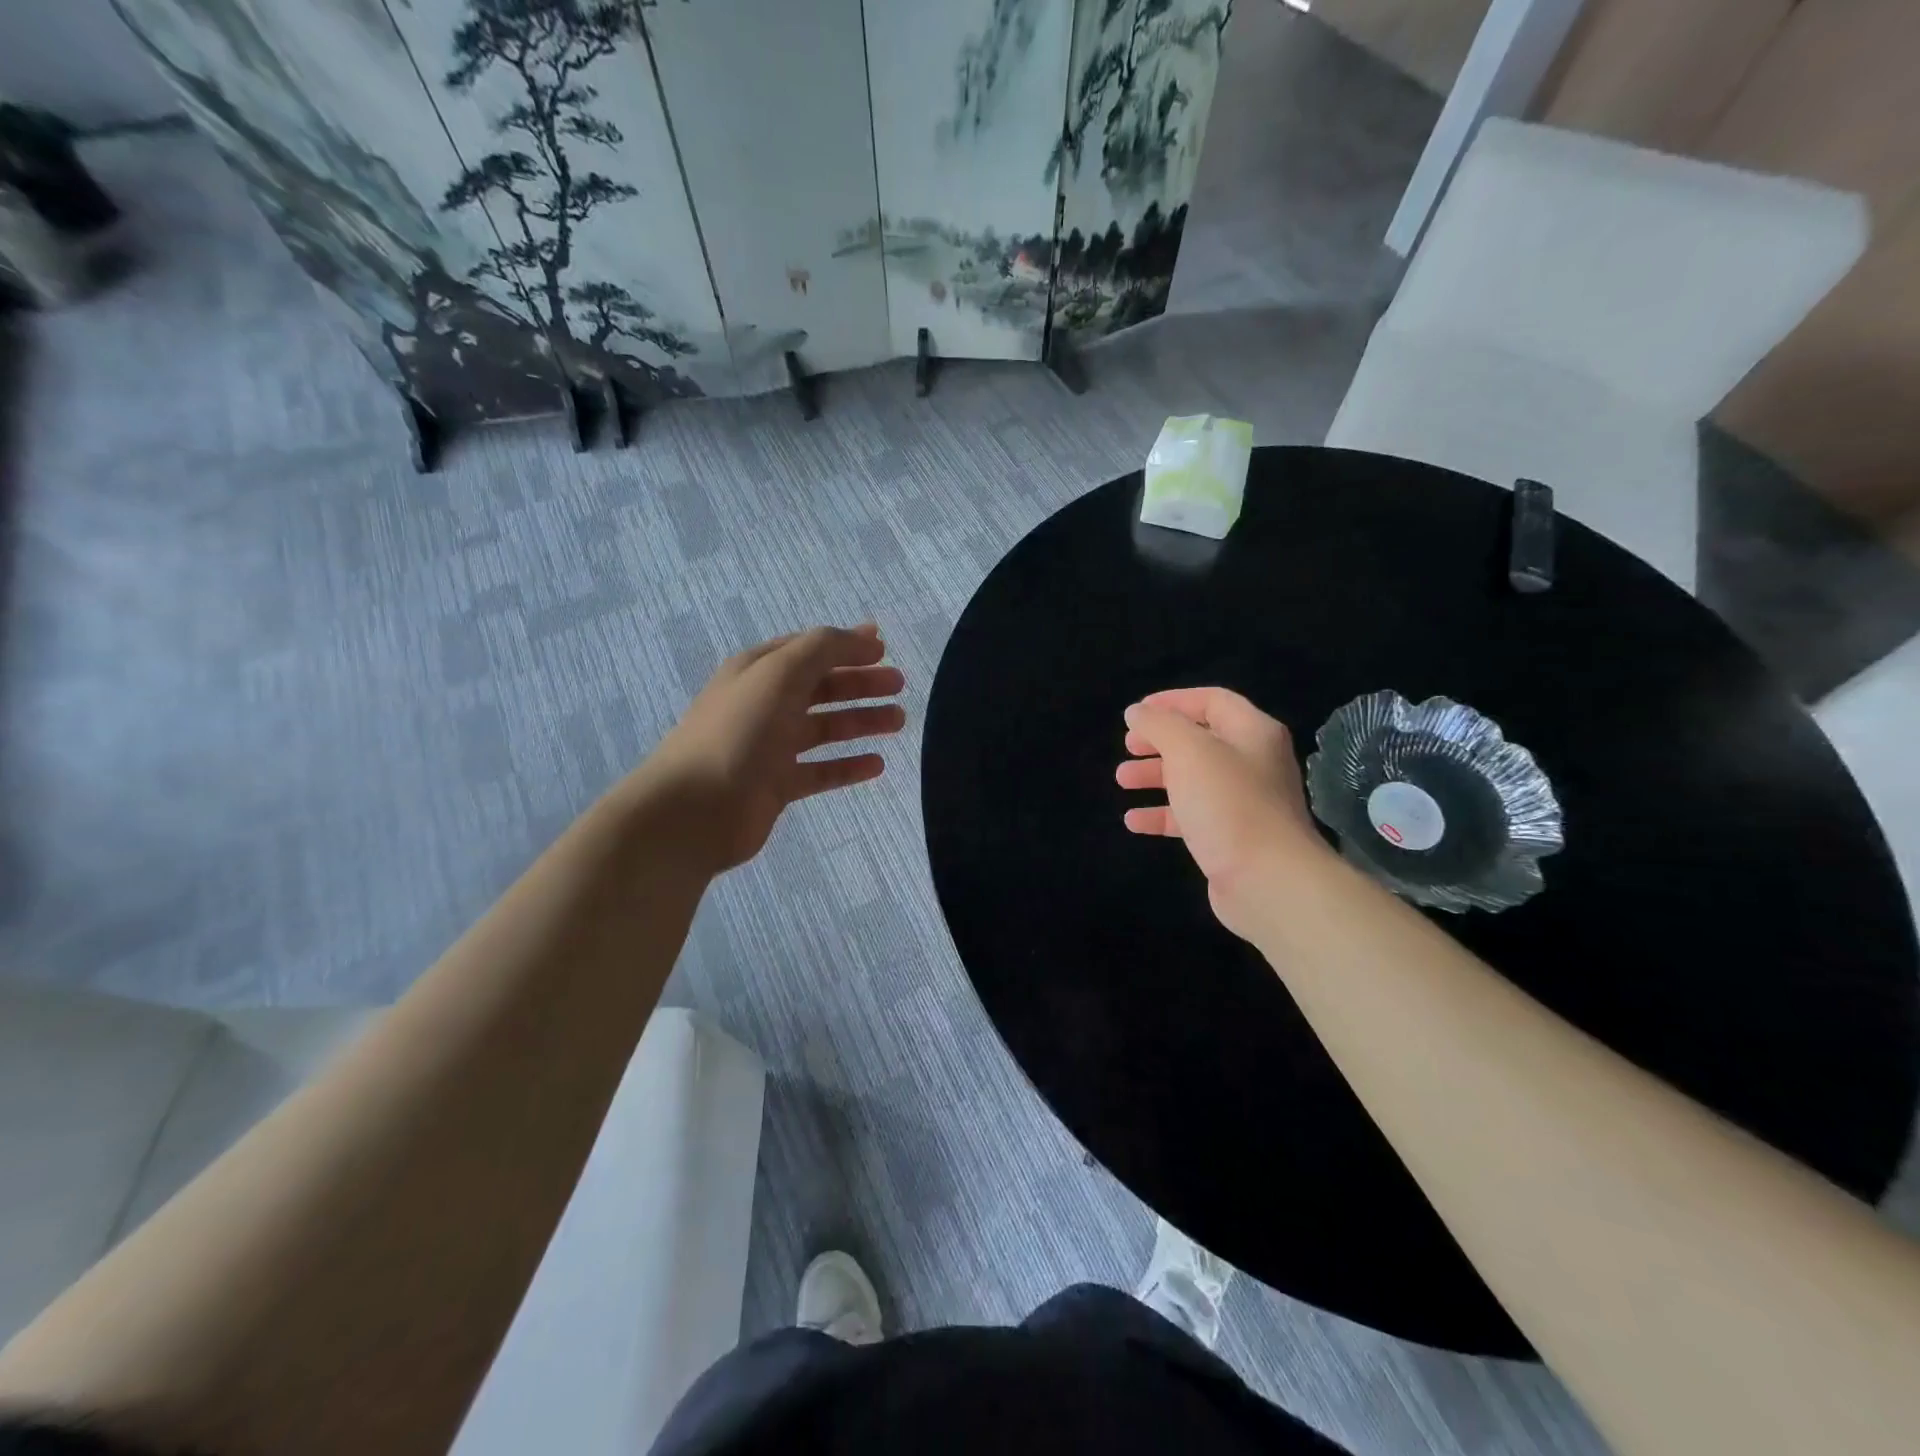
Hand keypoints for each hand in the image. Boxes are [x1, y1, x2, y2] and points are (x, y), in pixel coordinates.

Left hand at [639, 624, 905, 873]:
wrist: (696, 808)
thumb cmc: (739, 731)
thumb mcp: (781, 672)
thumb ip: (823, 648)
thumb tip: (864, 637)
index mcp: (758, 670)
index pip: (808, 650)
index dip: (846, 647)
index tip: (884, 649)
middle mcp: (764, 704)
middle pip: (821, 687)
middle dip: (860, 683)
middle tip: (899, 685)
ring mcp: (770, 747)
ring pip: (824, 728)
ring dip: (861, 721)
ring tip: (898, 721)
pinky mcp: (777, 785)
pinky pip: (821, 771)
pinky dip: (847, 766)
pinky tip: (876, 765)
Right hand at [1117, 688, 1322, 937]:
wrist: (1268, 880)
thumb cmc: (1228, 803)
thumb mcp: (1188, 751)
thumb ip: (1159, 725)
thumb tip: (1137, 712)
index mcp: (1252, 733)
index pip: (1212, 701)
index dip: (1172, 701)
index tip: (1136, 713)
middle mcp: (1253, 763)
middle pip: (1200, 740)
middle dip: (1159, 741)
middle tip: (1128, 746)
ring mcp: (1244, 803)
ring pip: (1193, 779)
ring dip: (1155, 776)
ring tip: (1122, 780)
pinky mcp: (1231, 838)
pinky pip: (1192, 817)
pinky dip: (1162, 814)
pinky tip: (1133, 821)